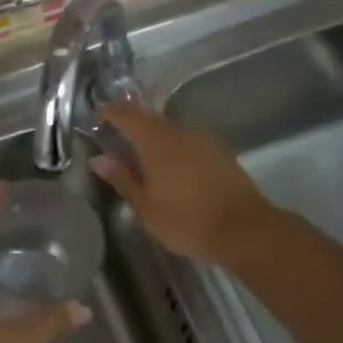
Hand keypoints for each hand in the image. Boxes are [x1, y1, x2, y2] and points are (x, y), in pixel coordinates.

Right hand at [92, 103, 272, 262]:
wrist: (244, 230)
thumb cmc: (187, 221)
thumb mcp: (146, 206)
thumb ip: (122, 178)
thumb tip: (99, 158)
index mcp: (157, 142)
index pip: (127, 115)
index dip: (111, 112)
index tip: (97, 116)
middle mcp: (180, 132)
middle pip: (151, 119)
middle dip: (132, 124)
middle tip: (116, 138)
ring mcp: (204, 140)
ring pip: (172, 131)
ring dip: (155, 138)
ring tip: (143, 158)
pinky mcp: (221, 153)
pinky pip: (189, 143)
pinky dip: (175, 149)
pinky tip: (173, 169)